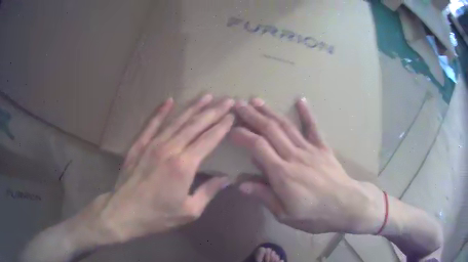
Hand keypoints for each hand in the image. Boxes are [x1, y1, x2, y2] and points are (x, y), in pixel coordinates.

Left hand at [87, 94, 235, 243]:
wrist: (124, 212)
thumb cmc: (158, 215)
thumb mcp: (189, 211)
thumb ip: (208, 192)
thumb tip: (226, 178)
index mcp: (184, 165)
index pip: (208, 140)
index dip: (222, 126)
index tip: (232, 115)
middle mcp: (170, 149)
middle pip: (195, 126)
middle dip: (213, 111)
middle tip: (226, 100)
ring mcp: (153, 144)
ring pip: (176, 121)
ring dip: (192, 108)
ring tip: (206, 96)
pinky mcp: (139, 145)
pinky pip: (151, 124)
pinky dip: (160, 112)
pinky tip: (169, 100)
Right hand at [232, 98, 381, 233]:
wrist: (347, 206)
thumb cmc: (315, 215)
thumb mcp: (285, 214)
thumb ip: (264, 196)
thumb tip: (240, 184)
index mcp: (282, 174)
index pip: (258, 147)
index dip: (243, 135)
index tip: (231, 128)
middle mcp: (294, 156)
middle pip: (270, 131)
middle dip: (252, 116)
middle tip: (239, 104)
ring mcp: (310, 150)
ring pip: (286, 126)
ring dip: (270, 112)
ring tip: (257, 101)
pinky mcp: (323, 148)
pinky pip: (314, 128)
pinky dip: (307, 113)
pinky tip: (300, 100)